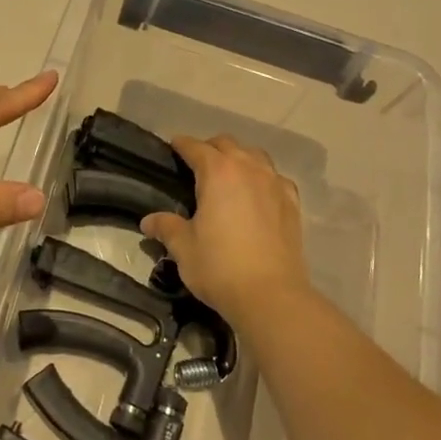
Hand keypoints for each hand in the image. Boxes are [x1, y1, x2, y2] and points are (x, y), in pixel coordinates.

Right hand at [140, 135, 311, 323]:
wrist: (271, 295)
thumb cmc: (220, 267)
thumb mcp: (184, 247)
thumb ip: (166, 227)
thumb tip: (148, 221)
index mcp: (218, 172)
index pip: (195, 147)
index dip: (181, 145)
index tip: (173, 147)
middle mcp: (248, 168)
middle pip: (227, 144)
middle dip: (210, 148)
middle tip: (196, 165)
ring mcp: (274, 183)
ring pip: (255, 155)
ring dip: (239, 158)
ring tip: (228, 176)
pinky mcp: (292, 202)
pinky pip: (275, 177)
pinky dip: (263, 178)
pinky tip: (258, 194)